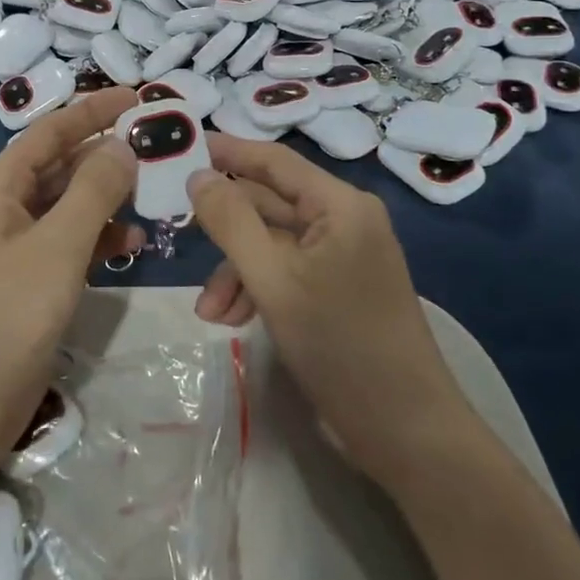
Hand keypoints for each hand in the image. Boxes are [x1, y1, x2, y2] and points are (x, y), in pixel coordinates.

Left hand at [0, 89, 141, 470]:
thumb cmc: (5, 316)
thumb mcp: (56, 246)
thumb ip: (93, 191)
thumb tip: (122, 145)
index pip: (50, 132)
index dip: (93, 111)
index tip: (137, 97)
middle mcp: (1, 209)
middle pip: (59, 166)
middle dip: (105, 154)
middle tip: (157, 145)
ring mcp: (12, 248)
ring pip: (66, 206)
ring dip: (106, 197)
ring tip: (154, 191)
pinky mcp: (25, 283)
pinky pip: (66, 244)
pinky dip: (96, 238)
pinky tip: (131, 243)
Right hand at [187, 135, 470, 489]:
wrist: (405, 431)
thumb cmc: (340, 345)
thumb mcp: (273, 280)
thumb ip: (231, 222)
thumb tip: (198, 175)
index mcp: (339, 204)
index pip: (272, 160)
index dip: (225, 151)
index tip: (177, 149)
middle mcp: (343, 220)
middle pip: (268, 204)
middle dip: (224, 230)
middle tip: (173, 231)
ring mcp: (342, 256)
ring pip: (271, 243)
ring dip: (235, 270)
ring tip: (208, 313)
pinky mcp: (337, 289)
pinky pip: (285, 271)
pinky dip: (256, 288)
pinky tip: (232, 320)